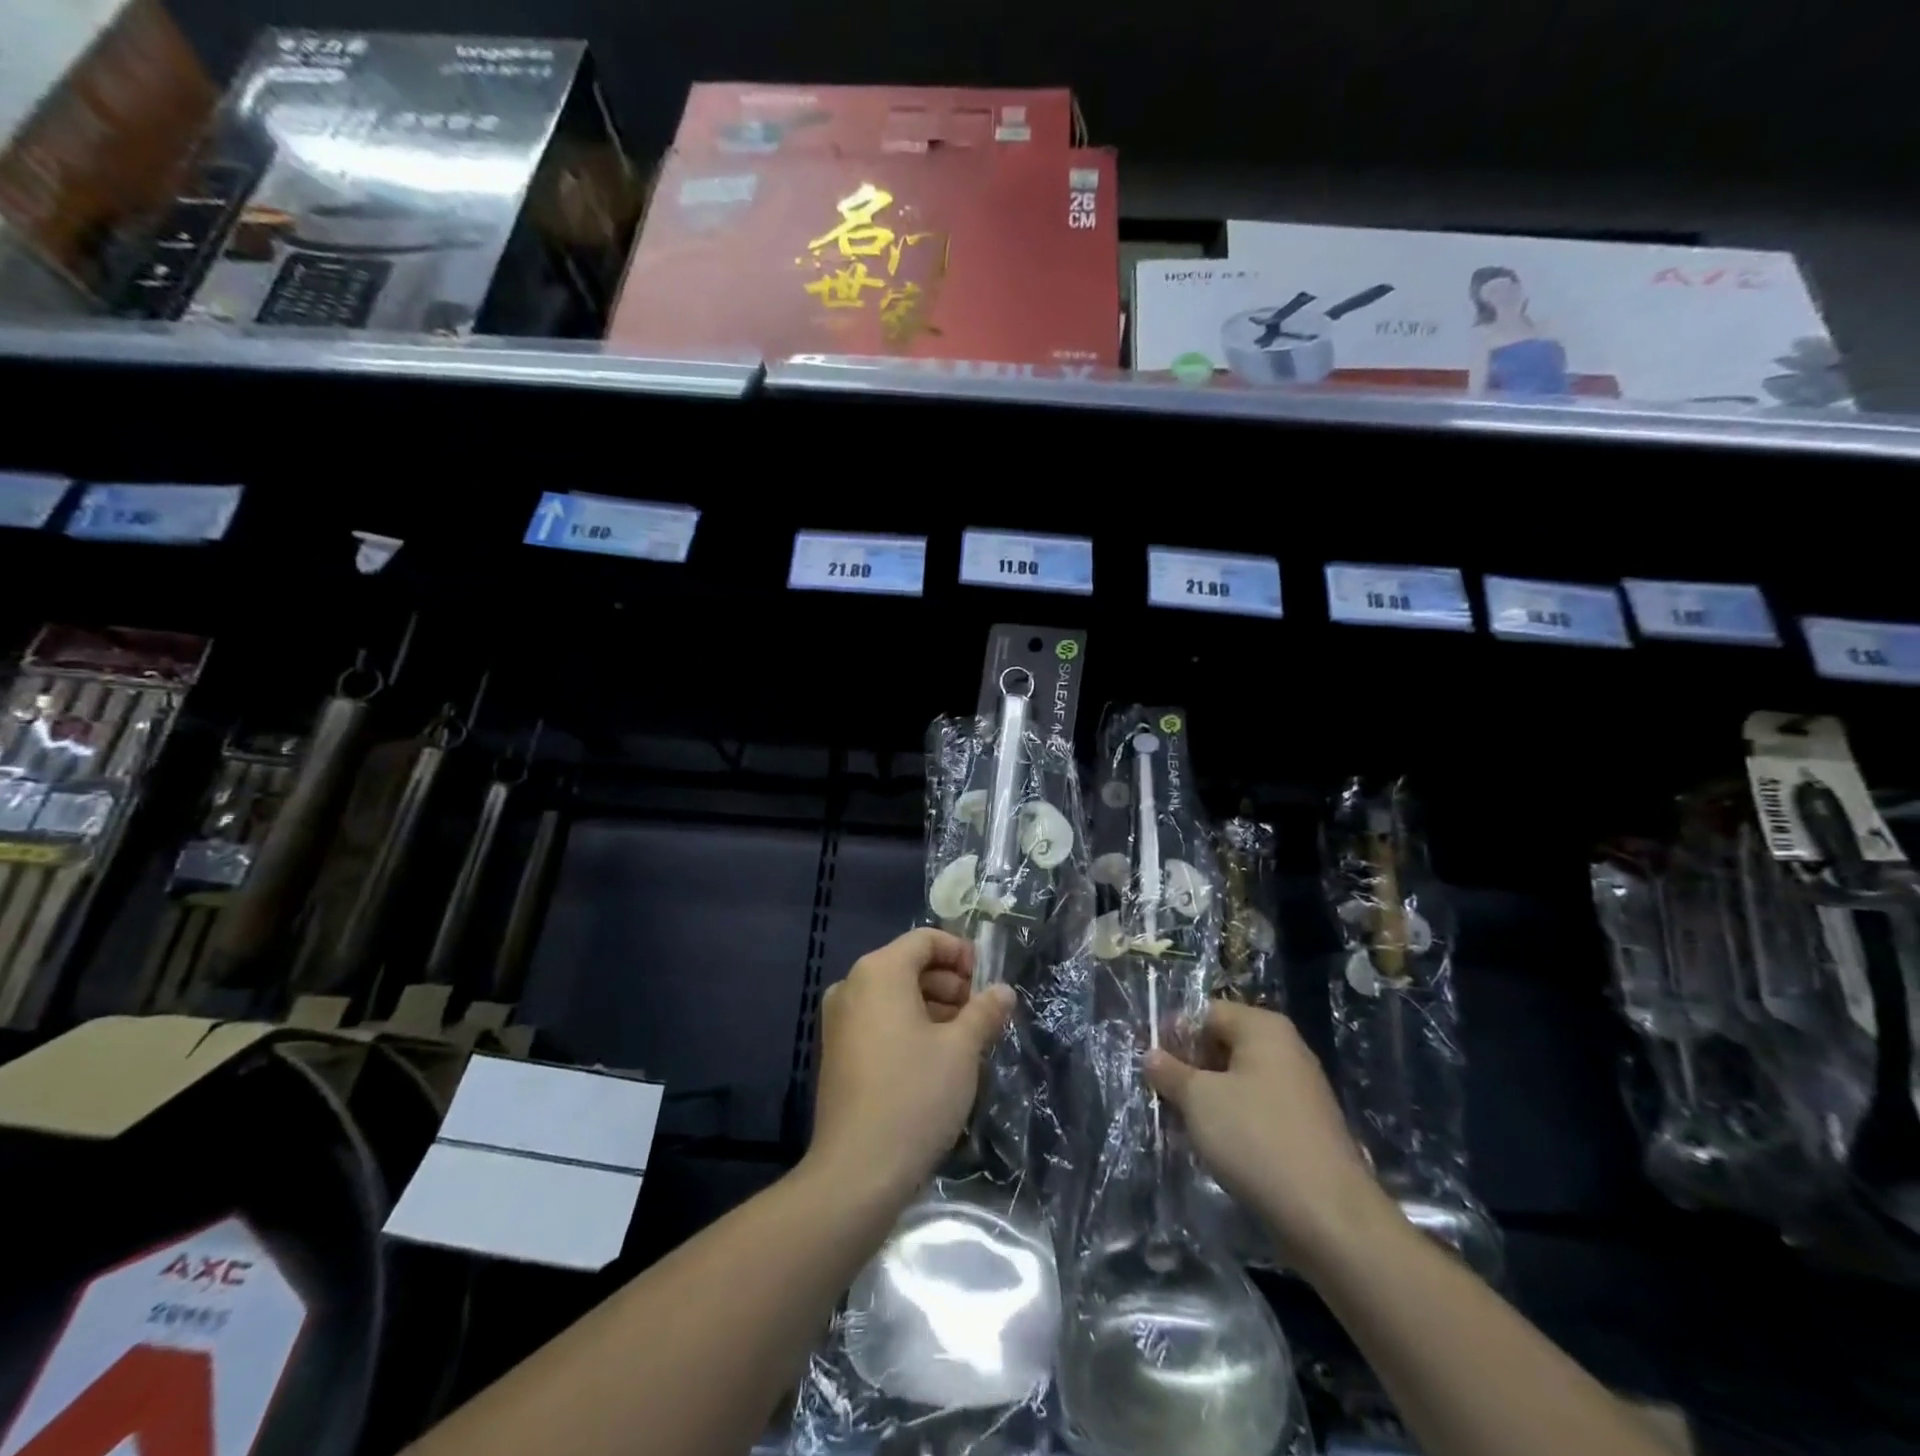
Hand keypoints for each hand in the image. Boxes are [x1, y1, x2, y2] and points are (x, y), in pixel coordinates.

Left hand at [807, 928, 1015, 1206]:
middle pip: (908, 965)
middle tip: (981, 1015)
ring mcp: (839, 1020)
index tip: (987, 982)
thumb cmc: (914, 1095)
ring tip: (965, 1039)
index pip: (925, 940)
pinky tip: (936, 1059)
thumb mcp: (961, 1050)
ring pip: (894, 996)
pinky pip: (879, 1020)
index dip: (961, 953)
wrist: (857, 1172)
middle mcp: (852, 985)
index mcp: (878, 971)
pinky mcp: (837, 1052)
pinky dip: (909, 1026)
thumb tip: (1003, 991)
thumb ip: (984, 1012)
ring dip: (933, 1007)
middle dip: (950, 984)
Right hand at [1147, 1000, 1394, 1274]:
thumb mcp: (1199, 1100)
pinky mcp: (1303, 1128)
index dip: (1173, 1033)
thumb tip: (1151, 1055)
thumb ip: (1169, 1072)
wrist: (1328, 1217)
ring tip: (1178, 1121)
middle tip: (1159, 1092)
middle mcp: (1285, 1050)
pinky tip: (1211, 1144)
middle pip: (1222, 1044)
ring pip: (1237, 1081)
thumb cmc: (1256, 1138)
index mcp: (1263, 1028)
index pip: (1206, 1012)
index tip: (1148, 1061)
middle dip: (1188, 1067)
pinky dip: (1230, 1120)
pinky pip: (1255, 1109)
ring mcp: (1298, 1090)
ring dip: (1206, 1097)